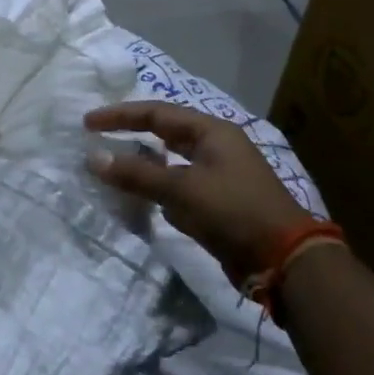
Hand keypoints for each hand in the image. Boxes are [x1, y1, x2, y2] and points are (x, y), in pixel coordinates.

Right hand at [85, 101, 312, 285]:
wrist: (284, 261)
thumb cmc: (233, 211)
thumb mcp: (181, 189)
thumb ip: (136, 173)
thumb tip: (93, 158)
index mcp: (212, 132)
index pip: (156, 113)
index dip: (120, 115)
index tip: (88, 123)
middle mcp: (215, 147)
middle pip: (164, 133)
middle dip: (130, 135)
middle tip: (97, 140)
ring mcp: (218, 176)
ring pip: (169, 162)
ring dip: (141, 165)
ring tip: (111, 169)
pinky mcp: (218, 203)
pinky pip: (177, 187)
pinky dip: (156, 189)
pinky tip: (139, 199)